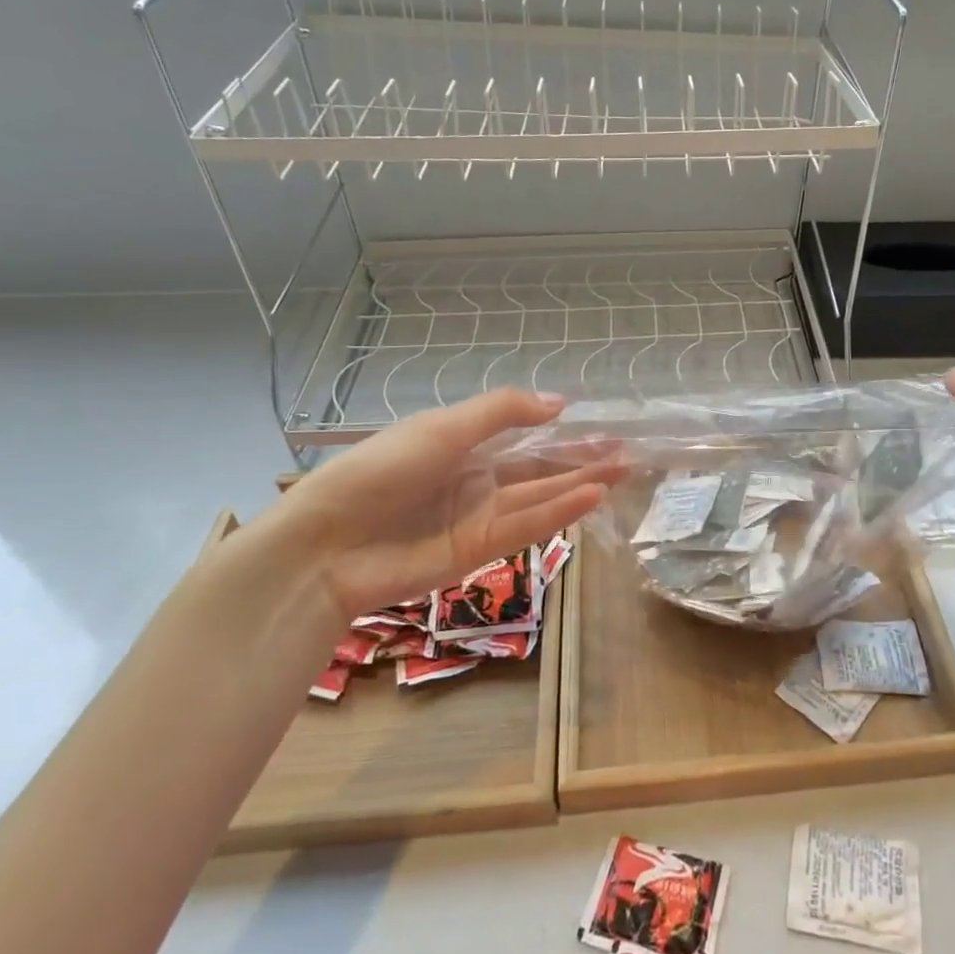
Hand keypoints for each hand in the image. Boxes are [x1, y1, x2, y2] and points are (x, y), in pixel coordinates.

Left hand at [260, 389, 619, 618]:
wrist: (327, 545)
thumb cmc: (380, 471)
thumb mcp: (443, 427)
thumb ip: (502, 413)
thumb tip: (560, 402)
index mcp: (460, 443)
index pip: (522, 434)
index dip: (562, 430)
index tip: (600, 425)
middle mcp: (474, 478)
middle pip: (539, 467)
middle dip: (581, 459)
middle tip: (627, 452)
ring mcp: (479, 516)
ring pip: (541, 496)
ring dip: (580, 484)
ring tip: (622, 472)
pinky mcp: (480, 551)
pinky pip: (527, 526)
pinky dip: (560, 512)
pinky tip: (591, 496)